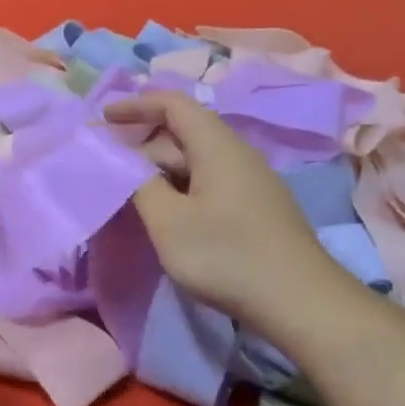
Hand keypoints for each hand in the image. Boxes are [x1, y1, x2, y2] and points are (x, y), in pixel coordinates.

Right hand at [104, 91, 337, 331]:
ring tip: (133, 196)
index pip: (173, 104)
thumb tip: (125, 162)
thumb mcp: (168, 221)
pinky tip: (169, 216)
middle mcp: (237, 154)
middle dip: (144, 145)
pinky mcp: (257, 208)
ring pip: (197, 162)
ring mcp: (251, 182)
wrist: (300, 302)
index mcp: (216, 146)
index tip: (104, 120)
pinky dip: (181, 188)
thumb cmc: (226, 255)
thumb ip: (139, 184)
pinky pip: (210, 183)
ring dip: (161, 171)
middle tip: (111, 170)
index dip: (136, 105)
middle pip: (183, 133)